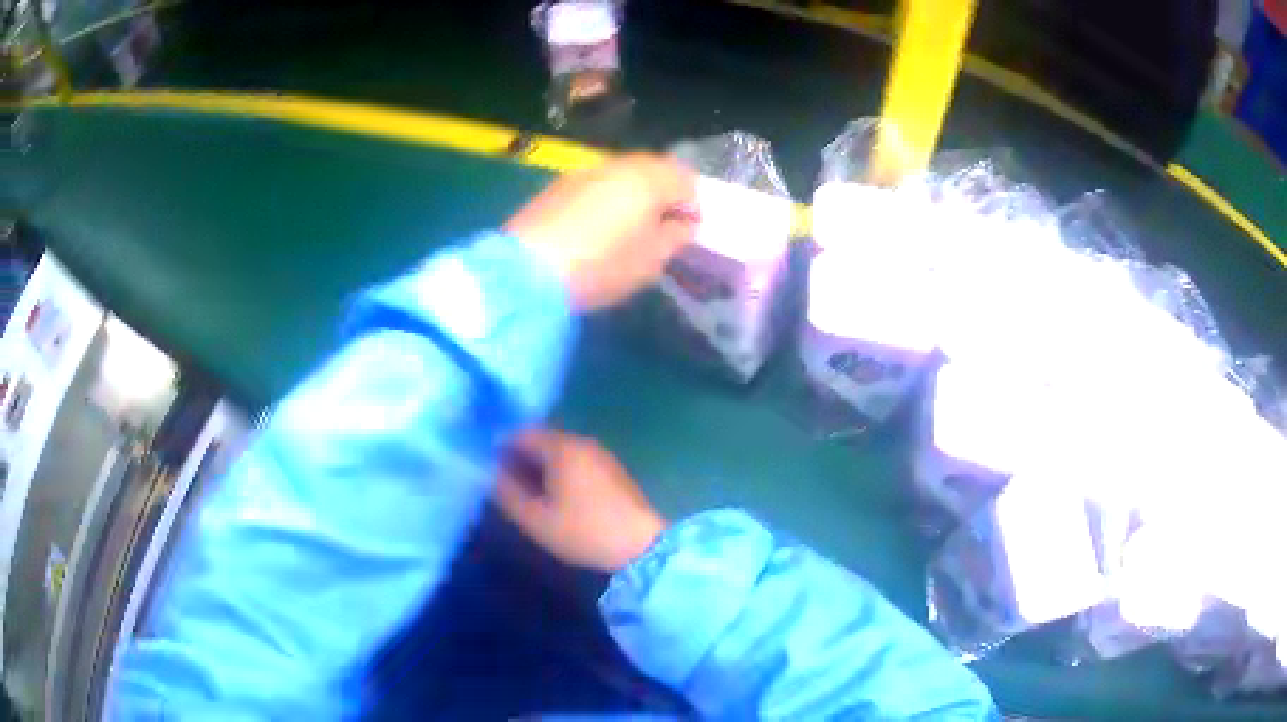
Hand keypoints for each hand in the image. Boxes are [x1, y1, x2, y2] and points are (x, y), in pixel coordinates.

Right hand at [495, 429, 666, 571]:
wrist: (640, 546)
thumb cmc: (582, 531)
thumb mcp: (535, 519)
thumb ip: (507, 493)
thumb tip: (490, 474)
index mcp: (561, 447)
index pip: (522, 434)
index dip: (501, 448)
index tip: (488, 469)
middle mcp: (582, 443)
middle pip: (542, 440)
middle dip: (520, 458)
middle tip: (504, 484)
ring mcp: (601, 455)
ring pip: (560, 452)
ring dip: (541, 467)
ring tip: (527, 494)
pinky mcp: (613, 471)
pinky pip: (577, 462)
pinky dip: (561, 473)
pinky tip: (556, 498)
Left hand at [504, 154, 697, 310]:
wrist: (527, 271)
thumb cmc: (602, 265)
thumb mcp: (652, 260)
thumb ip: (676, 237)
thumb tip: (682, 223)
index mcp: (649, 177)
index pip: (686, 180)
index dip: (692, 206)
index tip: (687, 234)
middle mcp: (618, 164)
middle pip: (653, 171)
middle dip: (662, 196)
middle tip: (661, 231)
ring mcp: (583, 172)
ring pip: (621, 177)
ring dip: (632, 197)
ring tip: (627, 232)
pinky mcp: (556, 187)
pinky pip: (594, 187)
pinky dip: (603, 202)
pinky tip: (595, 230)